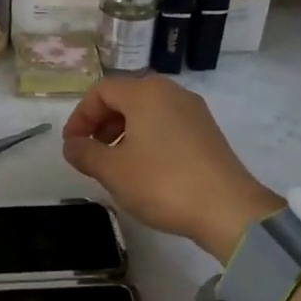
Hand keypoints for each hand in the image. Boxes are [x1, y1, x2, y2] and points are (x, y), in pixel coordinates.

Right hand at [61, 76, 281, 262]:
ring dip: (123, 132)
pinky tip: (144, 169)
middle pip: (126, 97)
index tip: (72, 145)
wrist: (227, 209)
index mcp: (146, 93)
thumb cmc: (162, 183)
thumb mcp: (112, 170)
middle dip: (101, 123)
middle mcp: (172, 92)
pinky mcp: (207, 132)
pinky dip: (147, 138)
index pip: (101, 91)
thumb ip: (84, 153)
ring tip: (115, 164)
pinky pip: (167, 124)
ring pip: (147, 111)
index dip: (80, 116)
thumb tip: (72, 145)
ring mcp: (194, 111)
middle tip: (90, 153)